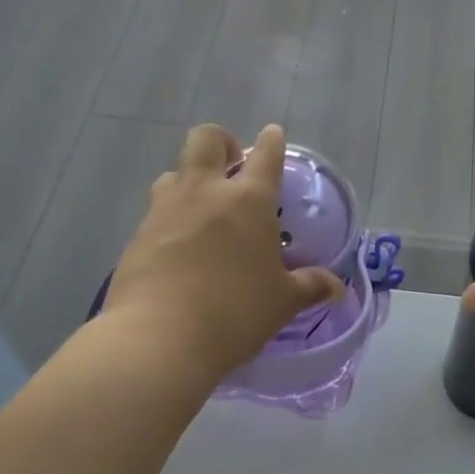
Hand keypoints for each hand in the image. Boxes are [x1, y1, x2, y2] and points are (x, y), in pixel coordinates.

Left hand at [102, 123, 344, 389]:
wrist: (158, 339)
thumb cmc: (234, 313)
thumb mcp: (281, 303)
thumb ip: (309, 287)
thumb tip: (336, 288)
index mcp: (249, 200)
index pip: (266, 155)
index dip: (272, 141)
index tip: (273, 134)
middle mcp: (206, 192)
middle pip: (206, 139)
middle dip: (221, 142)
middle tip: (231, 165)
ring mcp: (166, 209)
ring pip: (174, 172)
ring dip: (190, 179)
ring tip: (202, 208)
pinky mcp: (138, 234)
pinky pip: (157, 210)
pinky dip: (171, 217)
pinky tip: (180, 247)